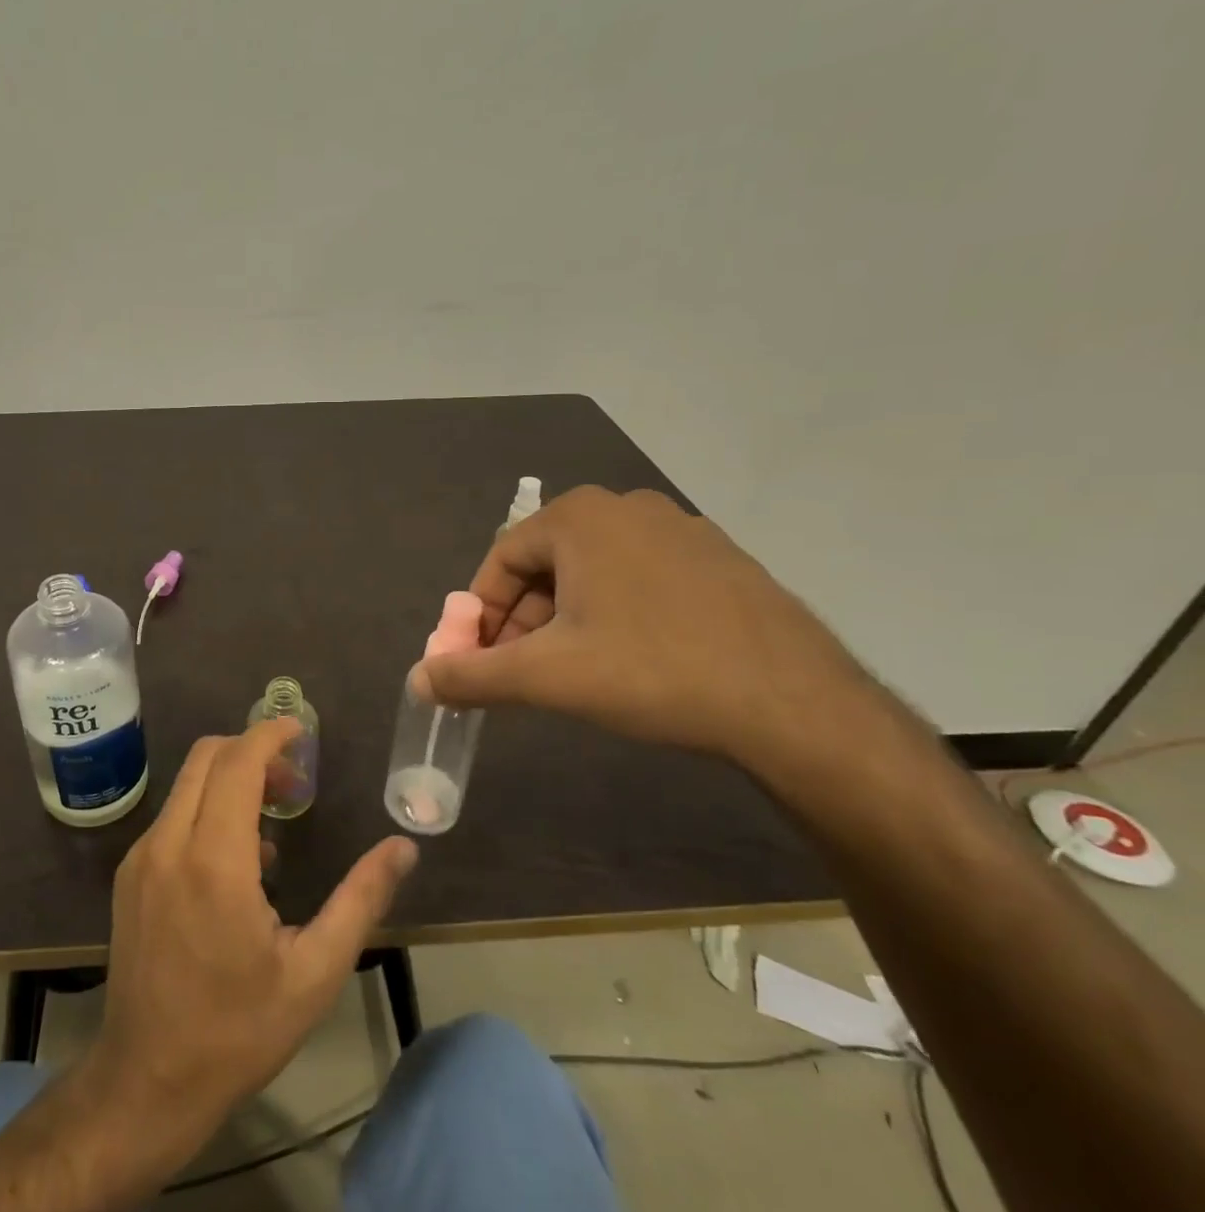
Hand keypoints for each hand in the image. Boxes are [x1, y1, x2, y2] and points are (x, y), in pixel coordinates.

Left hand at [85, 719, 418, 1154]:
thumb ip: (361, 900)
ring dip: (230, 779)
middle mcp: (168, 844)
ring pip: (187, 783)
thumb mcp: (315, 972)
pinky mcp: (129, 875)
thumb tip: (404, 847)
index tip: (301, 731)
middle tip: (295, 782)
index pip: (237, 762)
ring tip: (273, 824)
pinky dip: (207, 808)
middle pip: (207, 757)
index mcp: (214, 861)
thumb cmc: (238, 1031)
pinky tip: (238, 862)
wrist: (145, 1084)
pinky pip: (173, 815)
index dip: (269, 734)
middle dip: (252, 750)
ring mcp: (141, 858)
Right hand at [410, 486, 878, 777]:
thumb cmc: (652, 672)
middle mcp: (626, 507)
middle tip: (525, 671)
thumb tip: (417, 680)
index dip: (481, 614)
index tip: (482, 661)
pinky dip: (617, 612)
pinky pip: (641, 578)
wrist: (794, 704)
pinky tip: (635, 660)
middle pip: (546, 563)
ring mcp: (681, 529)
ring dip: (567, 618)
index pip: (501, 560)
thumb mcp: (546, 676)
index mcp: (579, 517)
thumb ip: (471, 676)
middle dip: (524, 619)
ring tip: (578, 671)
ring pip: (594, 572)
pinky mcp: (720, 559)